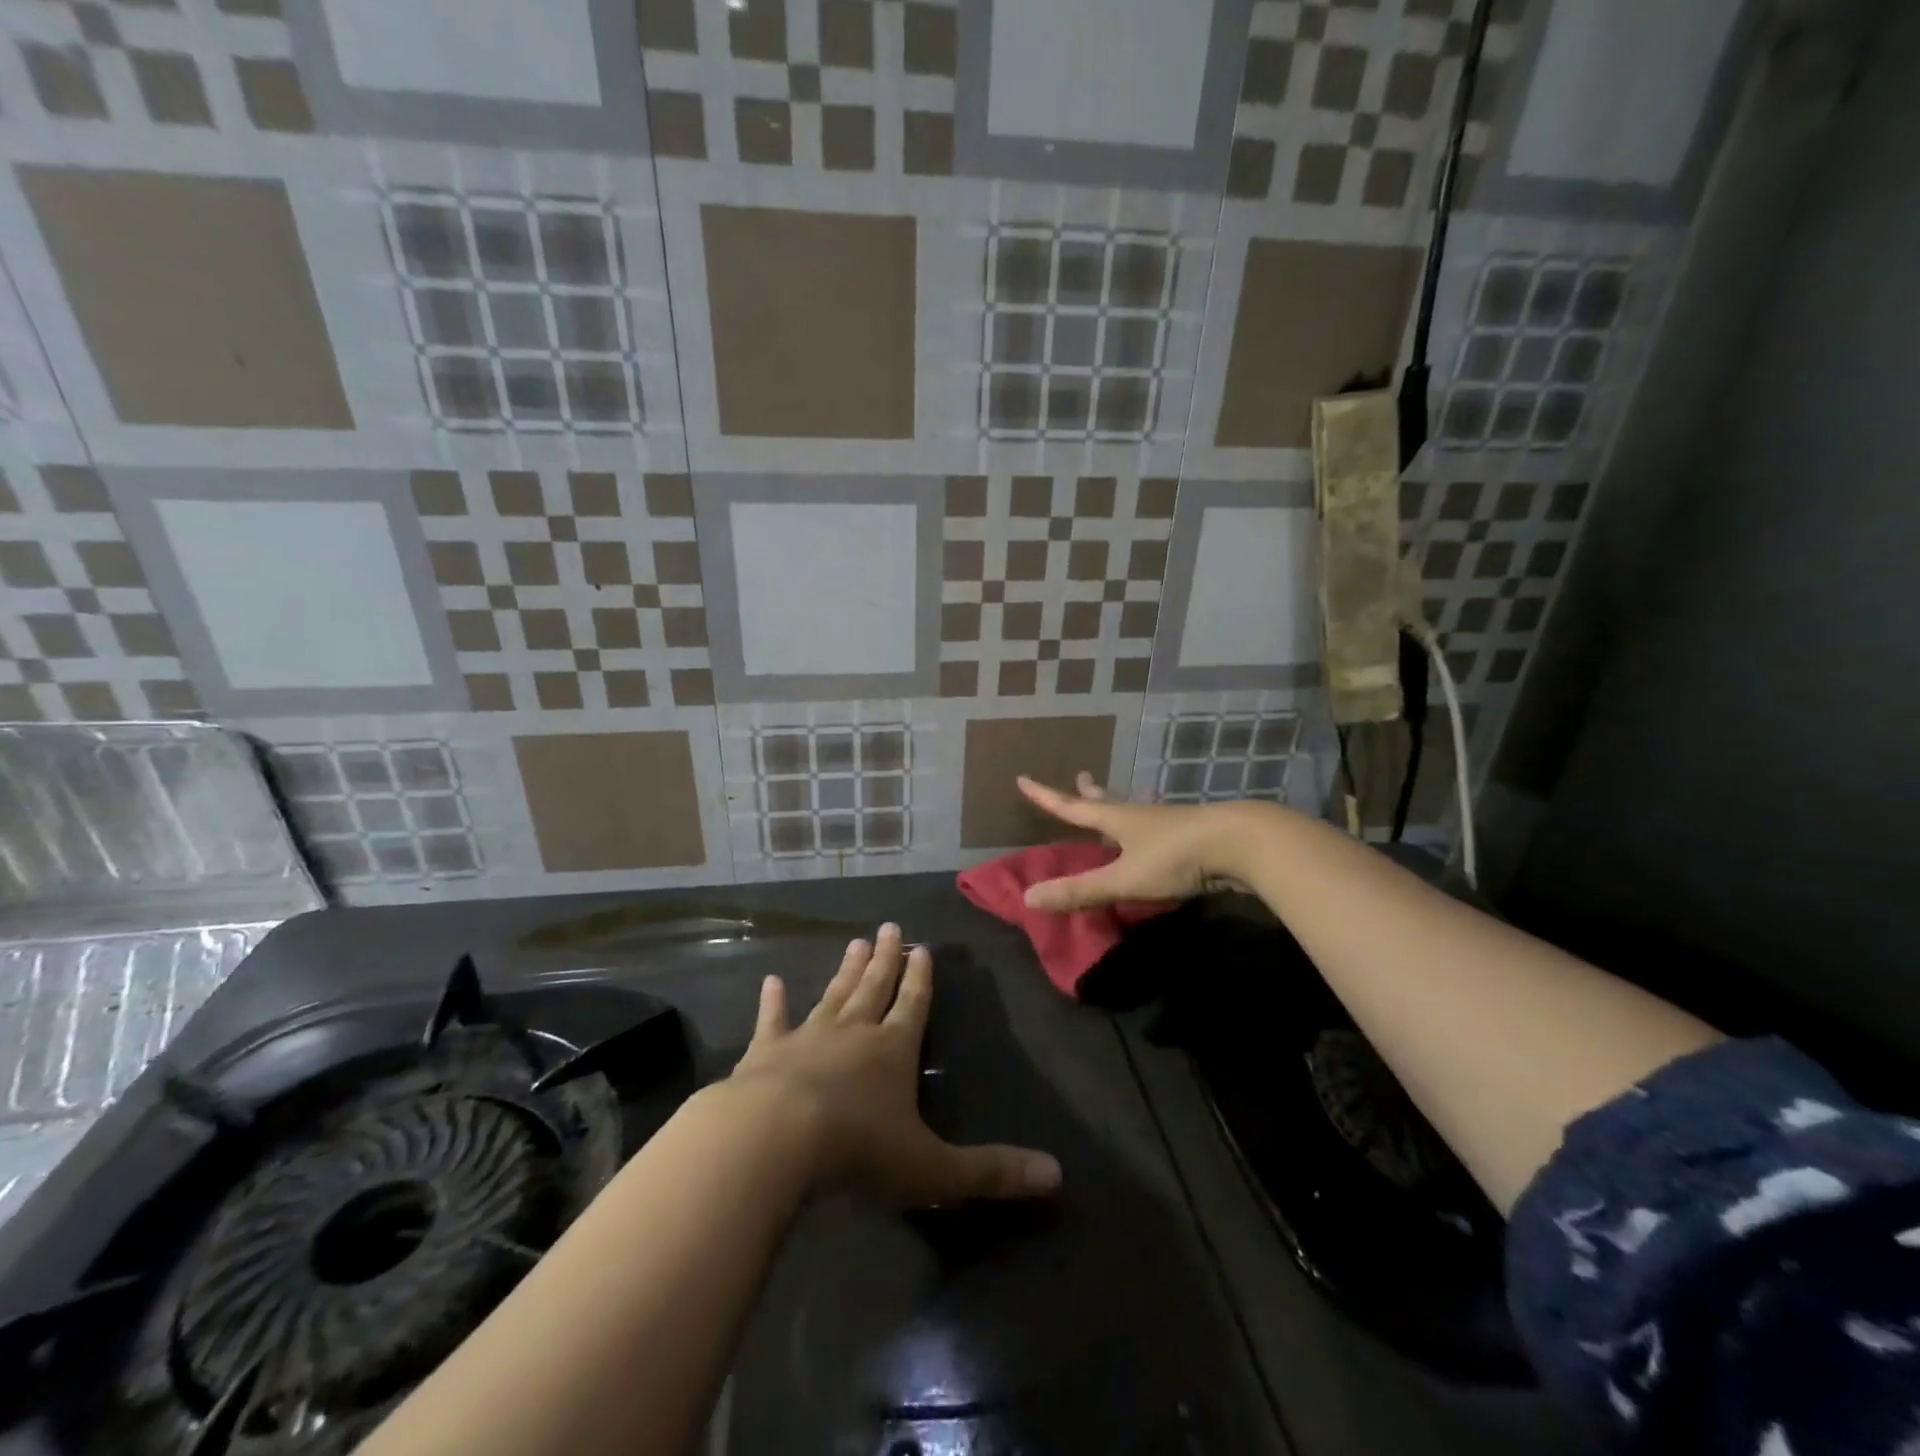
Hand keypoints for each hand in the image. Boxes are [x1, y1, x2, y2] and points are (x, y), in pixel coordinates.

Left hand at [729, 924, 1061, 1206]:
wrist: (775, 1142)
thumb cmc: (858, 1151)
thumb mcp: (934, 1169)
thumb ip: (992, 1171)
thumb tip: (1057, 1175)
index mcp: (894, 1050)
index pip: (914, 1005)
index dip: (921, 979)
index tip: (923, 948)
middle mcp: (854, 1032)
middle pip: (875, 987)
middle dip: (886, 960)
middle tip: (889, 928)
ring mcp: (808, 1037)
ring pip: (833, 995)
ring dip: (845, 971)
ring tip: (855, 942)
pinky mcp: (766, 1052)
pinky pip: (773, 1020)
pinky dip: (773, 1001)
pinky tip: (771, 981)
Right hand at [1015, 772, 1272, 910]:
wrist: (1240, 843)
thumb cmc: (1176, 857)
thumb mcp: (1123, 878)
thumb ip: (1080, 890)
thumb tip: (1028, 896)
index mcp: (1117, 819)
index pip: (1071, 807)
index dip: (1045, 797)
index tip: (1023, 779)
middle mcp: (1139, 815)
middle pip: (1106, 800)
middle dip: (1088, 793)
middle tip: (1079, 777)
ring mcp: (1168, 822)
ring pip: (1135, 810)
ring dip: (1119, 804)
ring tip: (1115, 799)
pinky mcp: (1192, 834)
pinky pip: (1158, 826)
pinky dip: (1147, 824)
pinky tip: (1157, 830)